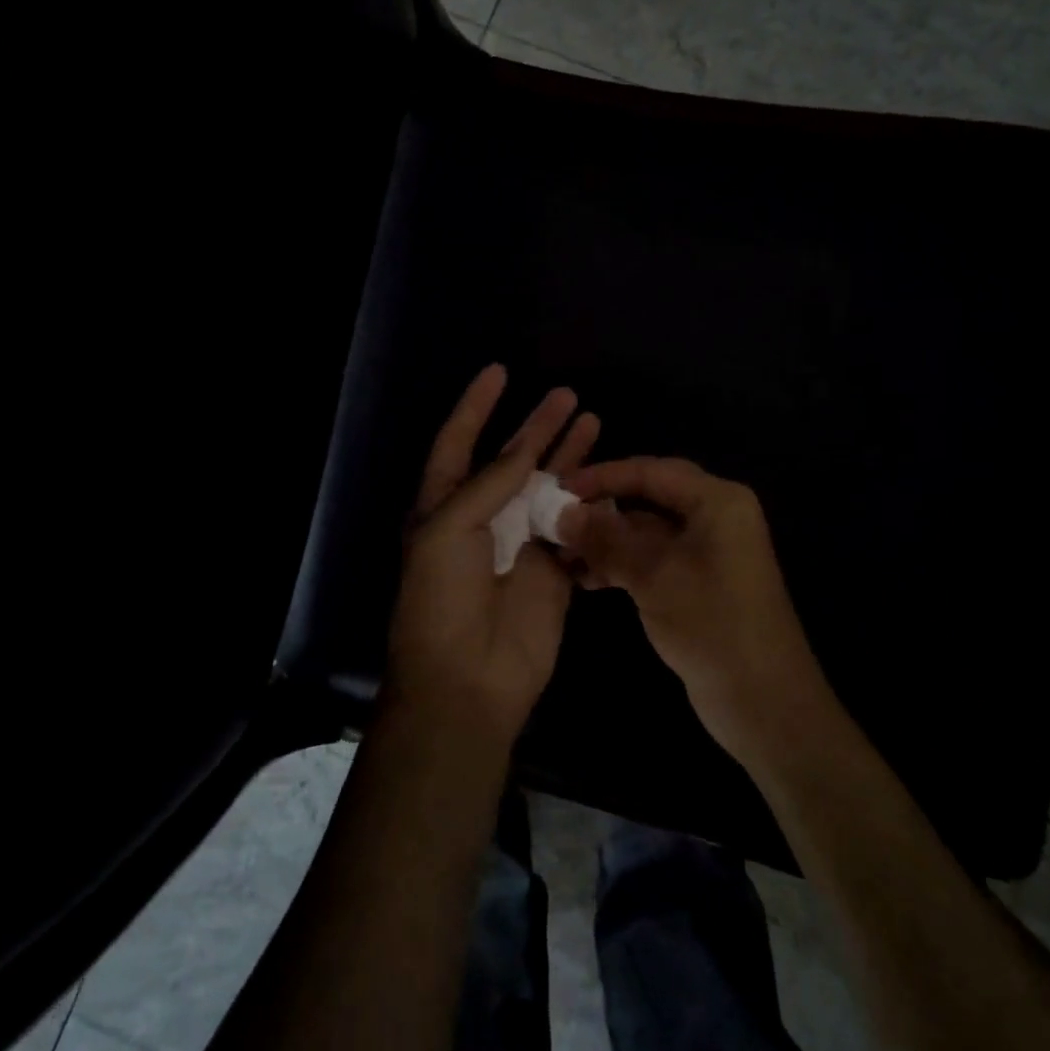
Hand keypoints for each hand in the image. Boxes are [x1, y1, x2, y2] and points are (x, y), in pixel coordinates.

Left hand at [383, 365, 600, 747]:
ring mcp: (520, 543)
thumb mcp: (449, 530)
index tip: (499, 371)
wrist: (466, 679)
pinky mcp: (552, 570)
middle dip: (537, 426)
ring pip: (547, 487)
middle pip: (513, 459)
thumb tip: (521, 450)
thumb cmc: (441, 599)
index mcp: (444, 505)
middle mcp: (483, 518)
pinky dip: (588, 502)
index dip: (476, 406)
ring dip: (567, 455)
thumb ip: (488, 485)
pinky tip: (608, 477)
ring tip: (592, 419)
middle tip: (567, 394)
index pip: (459, 442)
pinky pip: (572, 526)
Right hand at [556, 457, 827, 762]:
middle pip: (647, 498)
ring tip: (560, 555)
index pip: (650, 471)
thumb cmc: (713, 626)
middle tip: (553, 520)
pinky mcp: (697, 582)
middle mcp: (714, 516)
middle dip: (601, 509)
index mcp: (717, 501)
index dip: (602, 477)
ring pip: (646, 531)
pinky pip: (652, 559)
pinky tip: (584, 579)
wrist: (765, 704)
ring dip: (605, 540)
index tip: (556, 489)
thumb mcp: (654, 577)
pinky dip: (620, 564)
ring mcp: (706, 551)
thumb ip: (606, 540)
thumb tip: (560, 512)